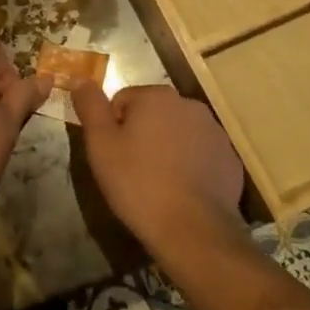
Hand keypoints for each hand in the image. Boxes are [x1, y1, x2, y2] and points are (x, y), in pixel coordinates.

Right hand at [72, 83, 245, 257]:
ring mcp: (214, 132)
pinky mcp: (230, 159)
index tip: (114, 156)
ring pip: (178, 132)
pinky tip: (182, 190)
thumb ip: (90, 106)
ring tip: (157, 182)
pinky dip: (190, 165)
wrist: (192, 231)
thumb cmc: (138, 183)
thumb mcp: (100, 144)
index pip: (123, 101)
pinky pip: (200, 154)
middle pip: (153, 113)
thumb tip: (79, 78)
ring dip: (167, 148)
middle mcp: (189, 105)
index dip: (113, 128)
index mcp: (156, 96)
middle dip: (142, 134)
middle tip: (133, 169)